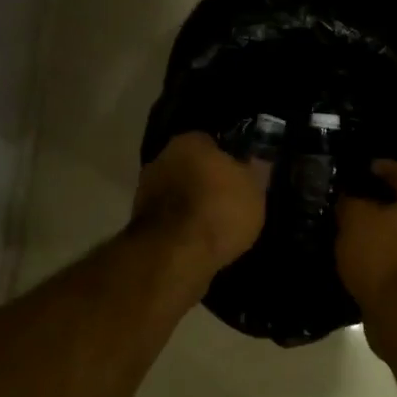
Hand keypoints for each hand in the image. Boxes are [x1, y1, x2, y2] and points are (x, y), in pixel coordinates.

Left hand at [131, 132, 272, 273]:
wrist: (176, 254)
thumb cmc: (220, 211)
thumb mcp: (255, 189)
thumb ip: (256, 170)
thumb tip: (257, 158)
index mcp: (190, 141)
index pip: (212, 142)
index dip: (228, 160)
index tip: (240, 178)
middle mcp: (162, 158)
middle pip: (190, 166)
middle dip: (206, 181)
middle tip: (228, 202)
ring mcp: (145, 190)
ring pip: (177, 192)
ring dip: (191, 204)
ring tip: (214, 226)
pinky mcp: (140, 221)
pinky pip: (169, 217)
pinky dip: (180, 225)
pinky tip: (198, 240)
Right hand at [335, 160, 396, 314]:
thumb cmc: (385, 255)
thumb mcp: (356, 219)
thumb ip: (350, 202)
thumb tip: (348, 197)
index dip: (381, 167)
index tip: (360, 168)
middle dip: (379, 203)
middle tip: (349, 201)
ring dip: (379, 233)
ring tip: (349, 233)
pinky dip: (380, 258)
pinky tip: (358, 260)